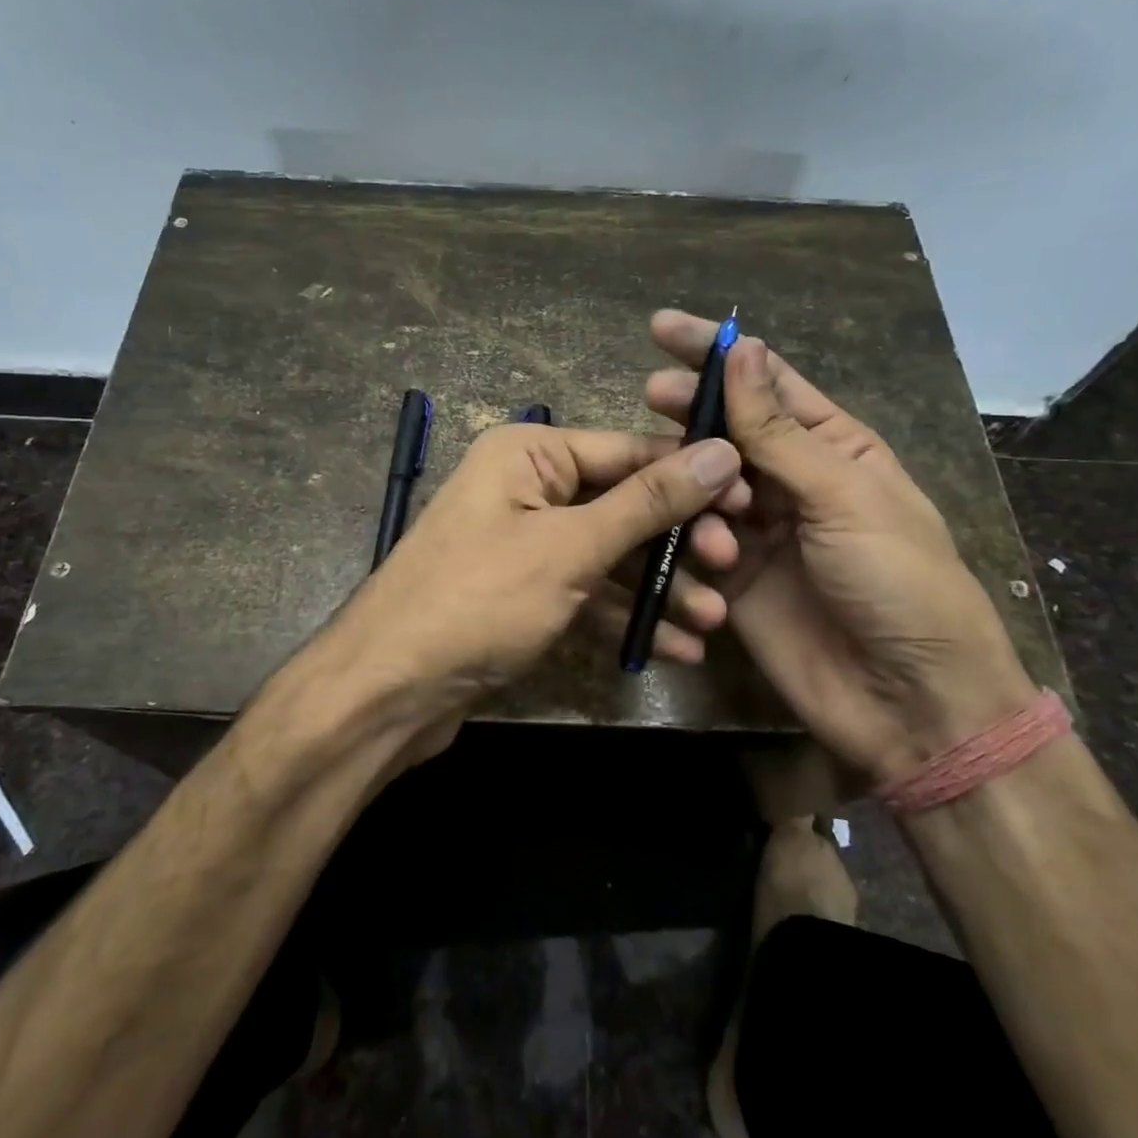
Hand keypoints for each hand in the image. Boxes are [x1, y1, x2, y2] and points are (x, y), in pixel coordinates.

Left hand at [328, 422, 747, 734]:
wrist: (389, 689)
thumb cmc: (478, 600)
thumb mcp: (570, 547)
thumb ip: (647, 502)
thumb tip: (720, 450)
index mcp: (529, 453)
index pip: (627, 449)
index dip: (690, 474)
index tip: (749, 501)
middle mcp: (527, 487)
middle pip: (622, 502)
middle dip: (677, 540)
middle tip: (730, 567)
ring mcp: (525, 541)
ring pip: (609, 553)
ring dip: (659, 587)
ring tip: (714, 621)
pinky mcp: (524, 591)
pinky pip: (587, 591)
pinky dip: (625, 615)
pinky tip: (675, 646)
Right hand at [646, 311, 1035, 786]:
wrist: (909, 702)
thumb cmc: (898, 583)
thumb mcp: (844, 496)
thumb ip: (779, 431)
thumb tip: (742, 352)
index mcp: (833, 447)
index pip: (766, 382)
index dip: (716, 353)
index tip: (661, 327)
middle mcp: (790, 480)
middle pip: (725, 428)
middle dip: (689, 410)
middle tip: (651, 395)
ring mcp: (757, 529)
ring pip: (701, 482)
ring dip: (695, 482)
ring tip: (705, 504)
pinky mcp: (731, 577)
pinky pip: (693, 540)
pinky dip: (689, 538)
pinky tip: (705, 553)